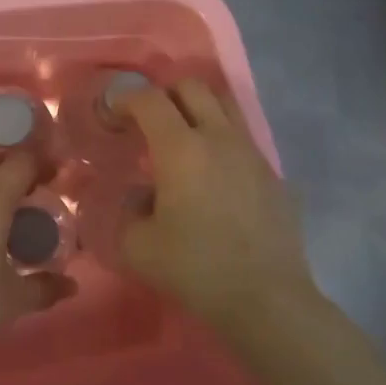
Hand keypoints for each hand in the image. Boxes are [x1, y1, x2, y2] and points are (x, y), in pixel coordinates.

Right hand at [120, 80, 318, 328]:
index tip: (112, 117)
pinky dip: (221, 139)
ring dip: (198, 108)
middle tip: (147, 121)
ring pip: (224, 104)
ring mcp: (251, 151)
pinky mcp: (272, 172)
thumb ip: (125, 212)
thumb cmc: (195, 268)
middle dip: (163, 95)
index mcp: (181, 148)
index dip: (124, 100)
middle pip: (191, 87)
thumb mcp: (137, 246)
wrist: (265, 297)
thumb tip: (136, 197)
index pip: (149, 100)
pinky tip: (213, 174)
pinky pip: (242, 137)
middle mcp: (218, 137)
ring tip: (183, 136)